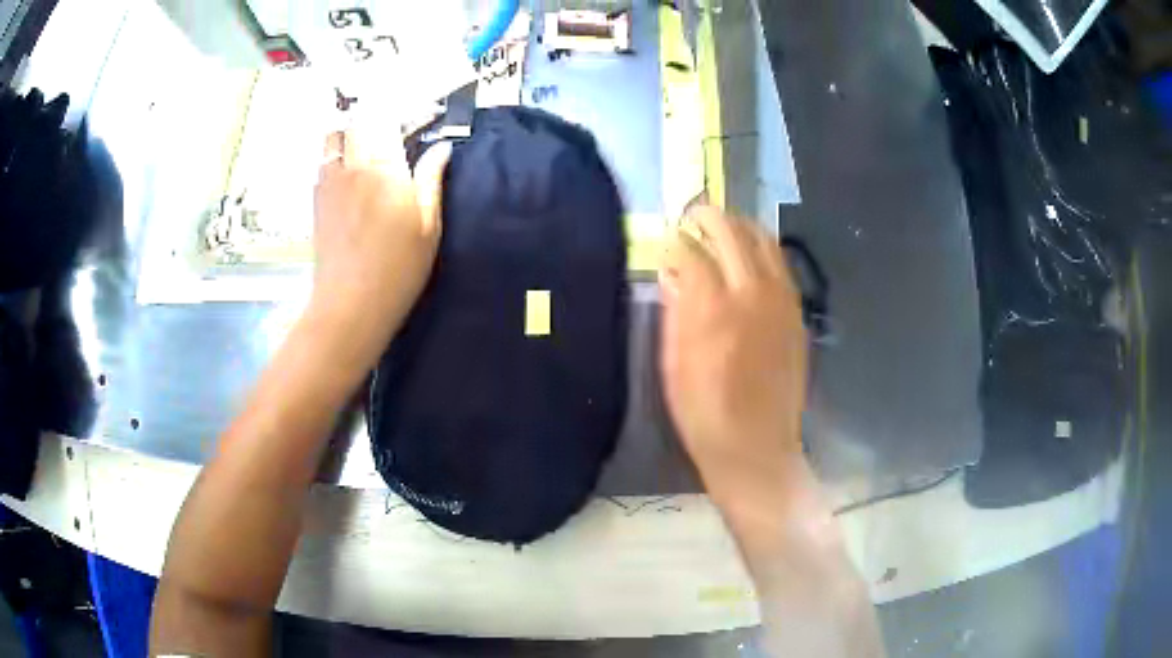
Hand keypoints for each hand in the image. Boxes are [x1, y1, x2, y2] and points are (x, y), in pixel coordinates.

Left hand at [312, 131, 449, 343]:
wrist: (350, 304)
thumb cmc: (398, 269)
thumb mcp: (428, 226)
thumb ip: (431, 180)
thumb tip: (442, 148)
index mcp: (383, 169)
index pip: (390, 119)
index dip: (408, 112)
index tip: (426, 114)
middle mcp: (352, 166)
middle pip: (358, 121)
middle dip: (377, 116)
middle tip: (395, 128)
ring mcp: (329, 182)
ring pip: (334, 136)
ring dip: (351, 130)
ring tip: (367, 141)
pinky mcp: (316, 199)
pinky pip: (323, 161)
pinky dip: (336, 153)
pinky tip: (349, 169)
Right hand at [659, 206, 808, 511]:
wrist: (756, 446)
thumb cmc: (703, 411)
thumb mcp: (674, 363)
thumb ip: (675, 309)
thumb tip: (673, 272)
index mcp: (714, 306)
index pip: (693, 249)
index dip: (677, 239)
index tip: (668, 238)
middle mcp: (752, 291)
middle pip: (732, 232)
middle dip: (708, 217)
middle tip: (693, 216)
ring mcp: (781, 300)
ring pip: (764, 241)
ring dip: (740, 226)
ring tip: (722, 228)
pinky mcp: (796, 314)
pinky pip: (781, 265)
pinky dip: (762, 250)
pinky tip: (749, 258)